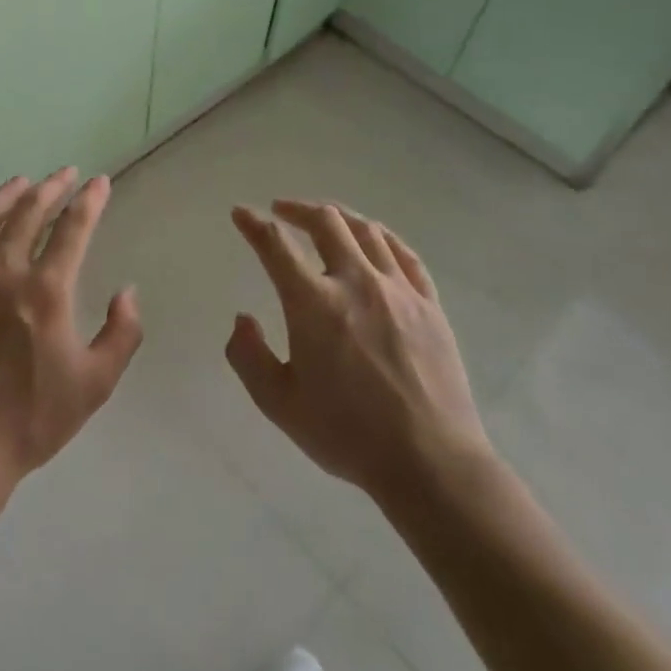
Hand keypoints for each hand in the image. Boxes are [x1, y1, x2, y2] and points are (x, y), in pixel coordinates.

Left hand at [0, 169, 142, 496]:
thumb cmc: (29, 419)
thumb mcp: (95, 384)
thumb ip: (122, 333)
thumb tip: (128, 291)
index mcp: (45, 290)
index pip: (73, 227)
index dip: (89, 200)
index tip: (99, 182)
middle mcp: (1, 270)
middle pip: (28, 211)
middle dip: (51, 187)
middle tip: (64, 174)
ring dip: (7, 194)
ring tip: (22, 182)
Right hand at [226, 200, 493, 506]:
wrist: (430, 462)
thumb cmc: (347, 434)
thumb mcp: (279, 404)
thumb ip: (248, 357)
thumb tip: (242, 320)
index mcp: (313, 303)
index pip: (276, 245)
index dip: (253, 223)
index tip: (240, 213)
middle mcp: (355, 282)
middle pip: (326, 222)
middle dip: (297, 208)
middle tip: (281, 210)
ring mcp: (398, 289)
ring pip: (366, 231)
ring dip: (338, 217)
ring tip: (325, 219)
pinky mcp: (430, 304)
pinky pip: (405, 254)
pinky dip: (382, 237)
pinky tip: (375, 239)